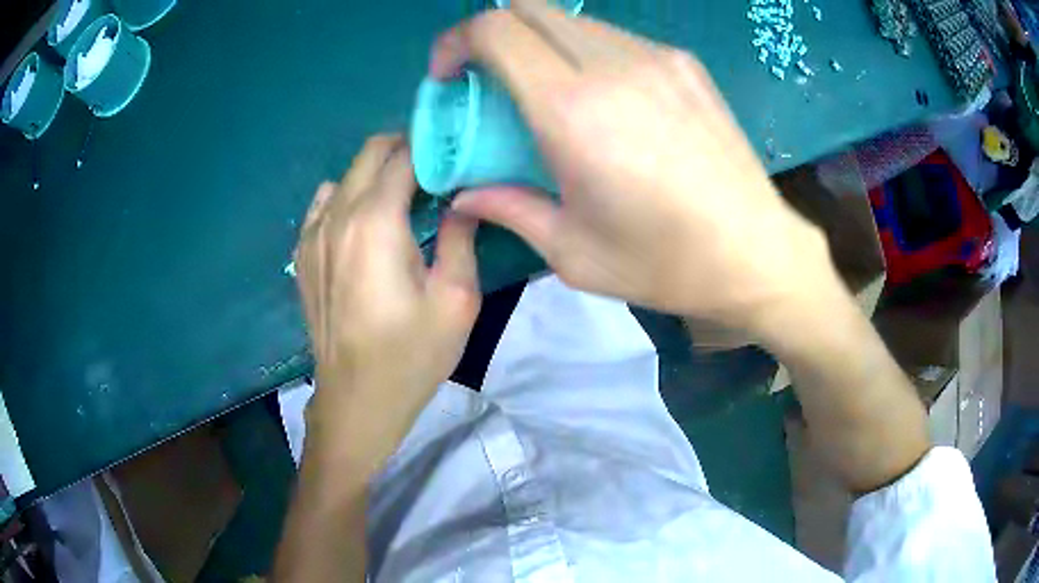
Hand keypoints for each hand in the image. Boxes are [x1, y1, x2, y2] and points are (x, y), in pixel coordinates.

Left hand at [295, 134, 480, 471]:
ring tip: (405, 201)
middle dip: (406, 150)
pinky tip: (365, 227)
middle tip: (438, 172)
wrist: (357, 400)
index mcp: (375, 222)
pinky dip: (349, 198)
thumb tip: (463, 201)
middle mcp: (337, 216)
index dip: (434, 147)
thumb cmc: (411, 355)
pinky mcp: (302, 255)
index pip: (404, 155)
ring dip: (377, 176)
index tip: (458, 156)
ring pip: (347, 177)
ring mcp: (312, 235)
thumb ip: (462, 238)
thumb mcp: (457, 300)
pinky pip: (324, 205)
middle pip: (370, 154)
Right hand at [435, 2, 836, 334]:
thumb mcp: (572, 252)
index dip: (457, 42)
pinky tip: (602, 98)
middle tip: (490, 81)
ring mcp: (657, 57)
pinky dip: (585, 52)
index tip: (450, 75)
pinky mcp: (685, 64)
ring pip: (572, 20)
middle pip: (529, 7)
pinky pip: (614, 37)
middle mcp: (614, 65)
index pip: (497, 31)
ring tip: (547, 94)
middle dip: (493, 34)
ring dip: (541, 43)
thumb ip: (507, 208)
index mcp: (573, 110)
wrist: (757, 253)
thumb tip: (463, 194)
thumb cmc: (664, 264)